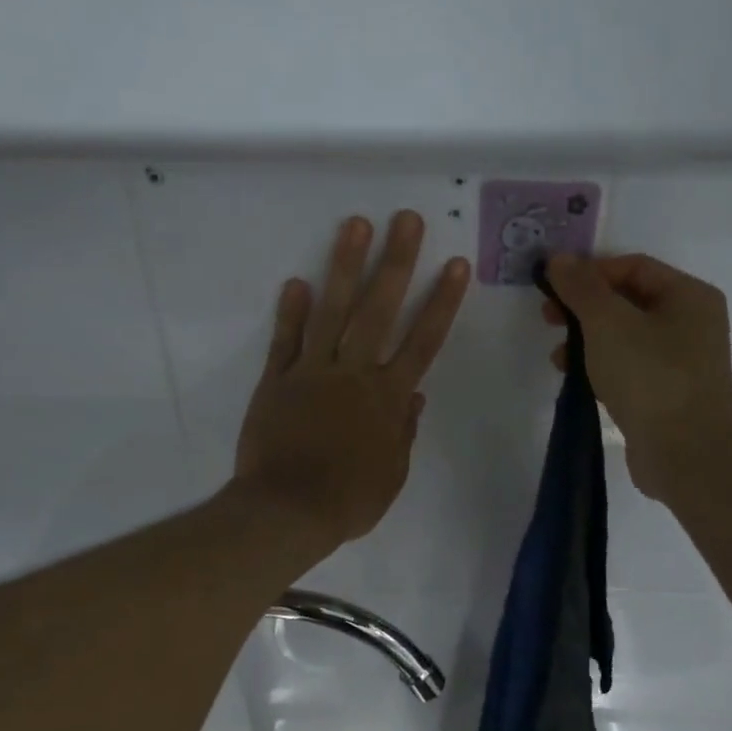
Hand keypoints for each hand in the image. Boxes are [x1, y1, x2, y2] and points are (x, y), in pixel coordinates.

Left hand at [235, 212, 469, 546]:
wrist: (287, 511)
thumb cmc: (348, 501)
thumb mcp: (391, 474)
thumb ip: (403, 431)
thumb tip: (415, 397)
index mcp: (388, 398)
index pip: (423, 342)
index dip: (441, 302)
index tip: (454, 265)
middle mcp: (354, 374)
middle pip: (380, 310)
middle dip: (396, 262)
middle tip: (406, 219)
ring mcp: (313, 372)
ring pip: (332, 311)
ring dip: (345, 267)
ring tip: (356, 225)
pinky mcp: (277, 381)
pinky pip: (286, 341)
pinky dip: (291, 312)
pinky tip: (297, 280)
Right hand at [543, 253, 731, 502]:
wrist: (685, 454)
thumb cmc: (650, 377)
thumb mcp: (608, 323)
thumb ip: (581, 287)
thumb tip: (559, 259)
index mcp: (689, 296)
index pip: (633, 267)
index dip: (590, 272)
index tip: (552, 288)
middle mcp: (692, 323)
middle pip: (628, 300)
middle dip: (584, 308)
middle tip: (548, 317)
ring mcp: (682, 361)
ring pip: (624, 336)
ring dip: (586, 339)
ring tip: (558, 356)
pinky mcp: (667, 393)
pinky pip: (629, 366)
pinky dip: (601, 366)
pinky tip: (576, 378)